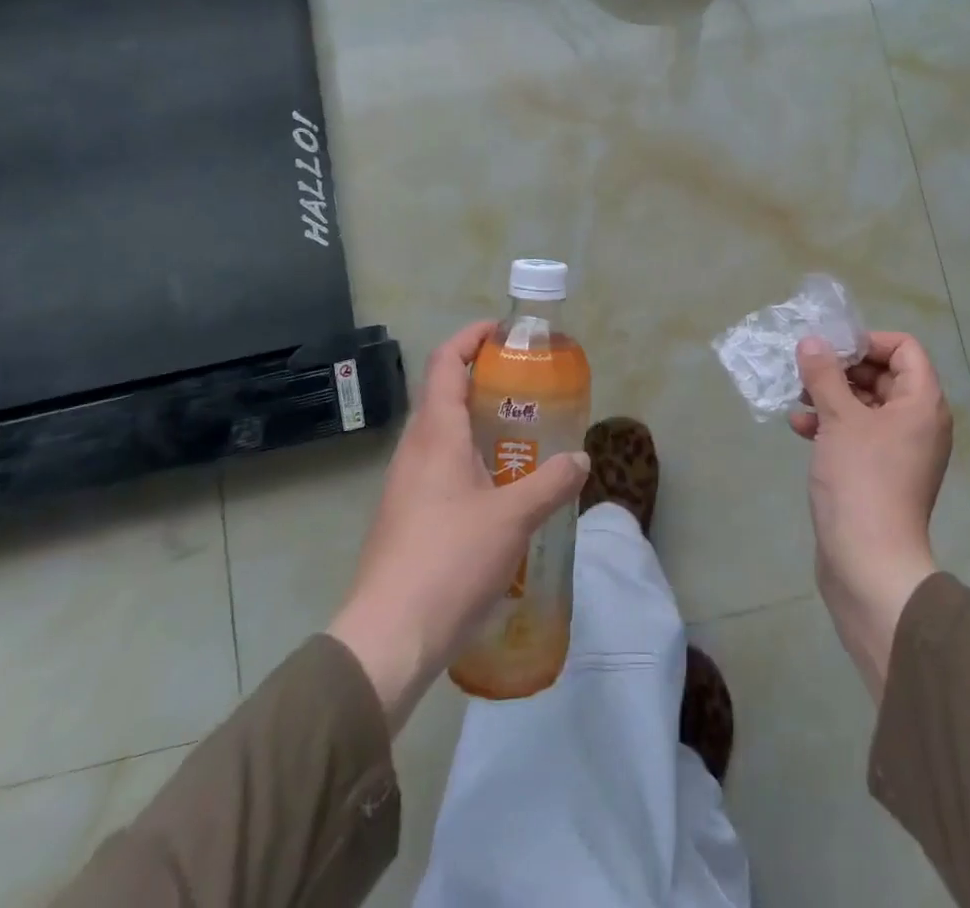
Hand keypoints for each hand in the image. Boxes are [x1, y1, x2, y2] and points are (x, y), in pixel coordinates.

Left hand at [327, 319, 589, 732]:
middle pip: (445, 394)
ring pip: (444, 434)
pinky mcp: (408, 516)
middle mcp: (416, 450)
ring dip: (479, 422)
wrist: (389, 638)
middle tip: (529, 386)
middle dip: (485, 380)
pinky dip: (472, 458)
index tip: (505, 331)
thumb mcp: (513, 517)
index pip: (446, 363)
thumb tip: (581, 459)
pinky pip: (442, 467)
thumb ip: (551, 483)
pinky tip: (502, 487)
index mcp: (435, 435)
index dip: (471, 338)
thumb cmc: (449, 561)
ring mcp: (407, 485)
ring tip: (523, 433)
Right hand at [791, 332, 951, 698]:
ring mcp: (900, 450)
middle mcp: (918, 422)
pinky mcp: (880, 473)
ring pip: (866, 405)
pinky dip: (832, 425)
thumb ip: (824, 374)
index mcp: (921, 403)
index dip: (868, 342)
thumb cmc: (861, 480)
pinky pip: (858, 434)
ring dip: (831, 396)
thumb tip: (812, 341)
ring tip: (798, 397)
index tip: (832, 349)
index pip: (905, 349)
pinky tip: (800, 427)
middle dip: (842, 369)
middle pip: (883, 375)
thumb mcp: (839, 419)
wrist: (869, 564)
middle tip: (807, 369)